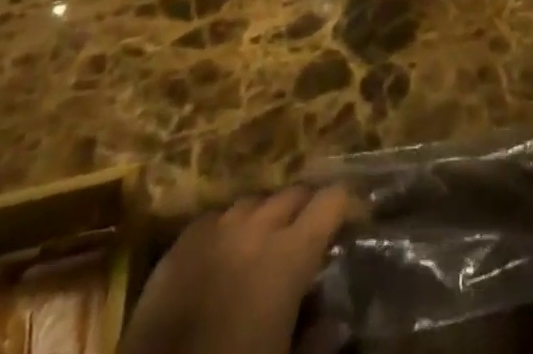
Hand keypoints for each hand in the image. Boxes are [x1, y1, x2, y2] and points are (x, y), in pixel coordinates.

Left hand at [120, 185, 354, 353]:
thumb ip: (316, 341)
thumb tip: (337, 322)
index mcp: (289, 255)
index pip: (330, 201)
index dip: (343, 205)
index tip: (350, 218)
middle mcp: (257, 227)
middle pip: (292, 194)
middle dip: (306, 208)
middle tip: (310, 234)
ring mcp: (216, 229)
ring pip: (253, 202)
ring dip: (266, 216)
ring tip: (266, 241)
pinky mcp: (182, 242)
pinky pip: (215, 217)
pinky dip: (229, 228)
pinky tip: (225, 251)